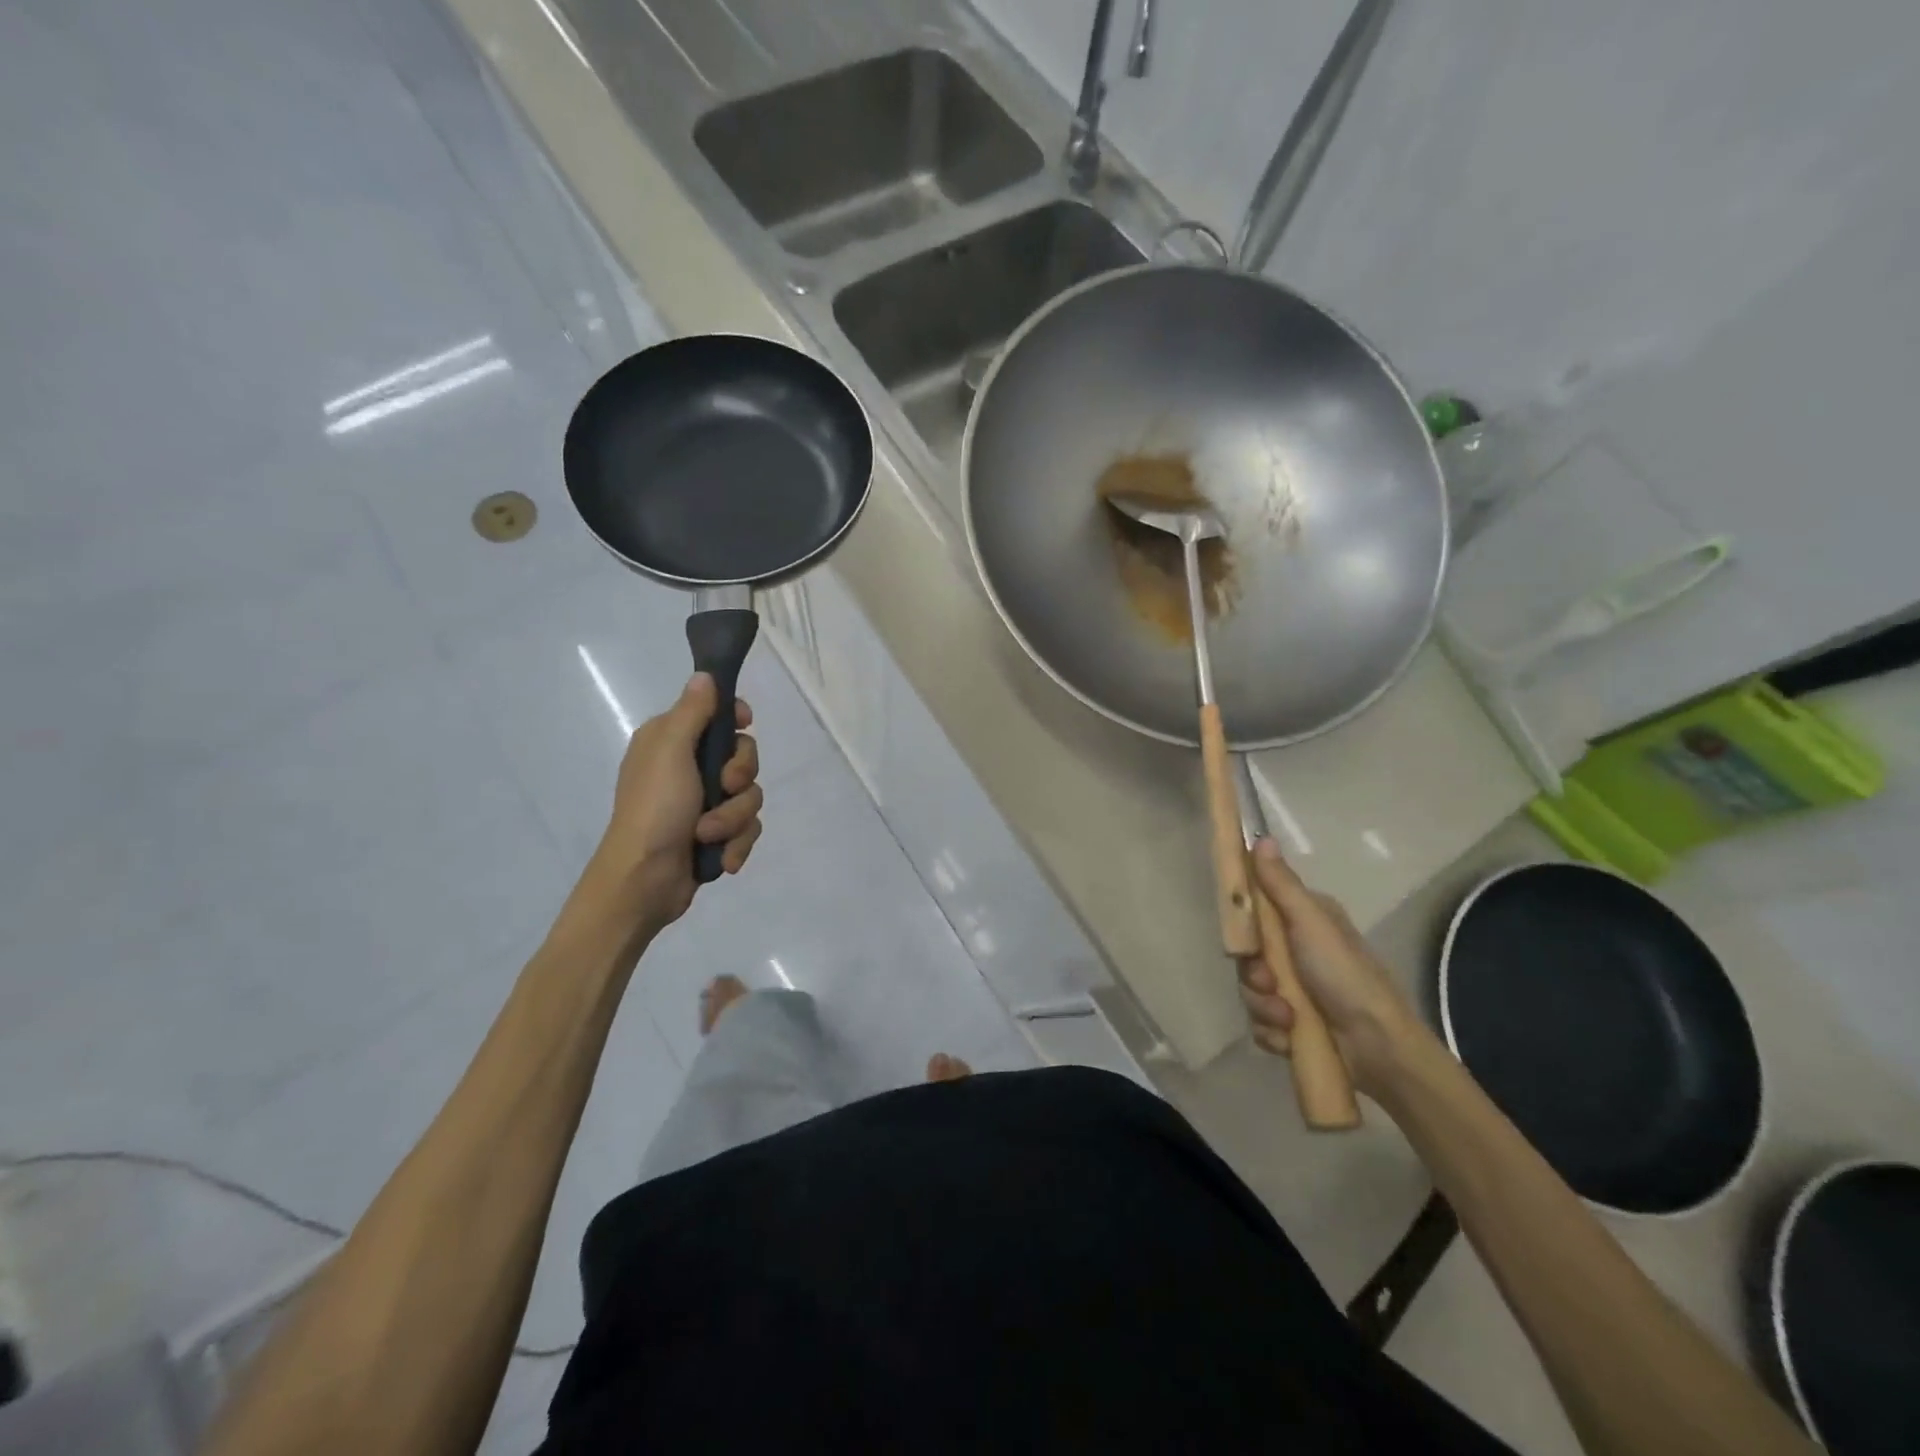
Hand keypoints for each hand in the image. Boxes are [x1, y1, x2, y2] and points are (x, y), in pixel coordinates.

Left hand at [592, 673, 763, 931]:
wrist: (643, 881)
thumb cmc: (654, 809)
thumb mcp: (670, 752)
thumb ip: (692, 712)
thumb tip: (704, 674)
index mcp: (672, 742)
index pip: (717, 714)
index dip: (736, 718)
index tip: (746, 723)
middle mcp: (688, 768)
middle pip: (743, 756)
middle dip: (741, 777)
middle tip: (725, 788)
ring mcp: (703, 804)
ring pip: (750, 797)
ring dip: (734, 819)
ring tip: (710, 836)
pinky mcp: (715, 835)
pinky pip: (747, 829)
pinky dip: (736, 844)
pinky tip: (723, 859)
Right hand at [1236, 838, 1426, 1092]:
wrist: (1379, 1048)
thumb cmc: (1346, 976)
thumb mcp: (1311, 923)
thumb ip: (1281, 885)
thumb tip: (1262, 836)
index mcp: (1305, 921)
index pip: (1257, 911)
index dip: (1244, 925)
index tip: (1243, 939)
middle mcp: (1299, 951)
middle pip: (1248, 956)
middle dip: (1254, 975)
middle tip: (1269, 983)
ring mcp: (1296, 990)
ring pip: (1251, 991)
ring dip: (1264, 1007)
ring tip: (1288, 1019)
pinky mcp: (1294, 1025)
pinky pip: (1261, 1023)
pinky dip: (1273, 1032)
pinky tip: (1289, 1037)